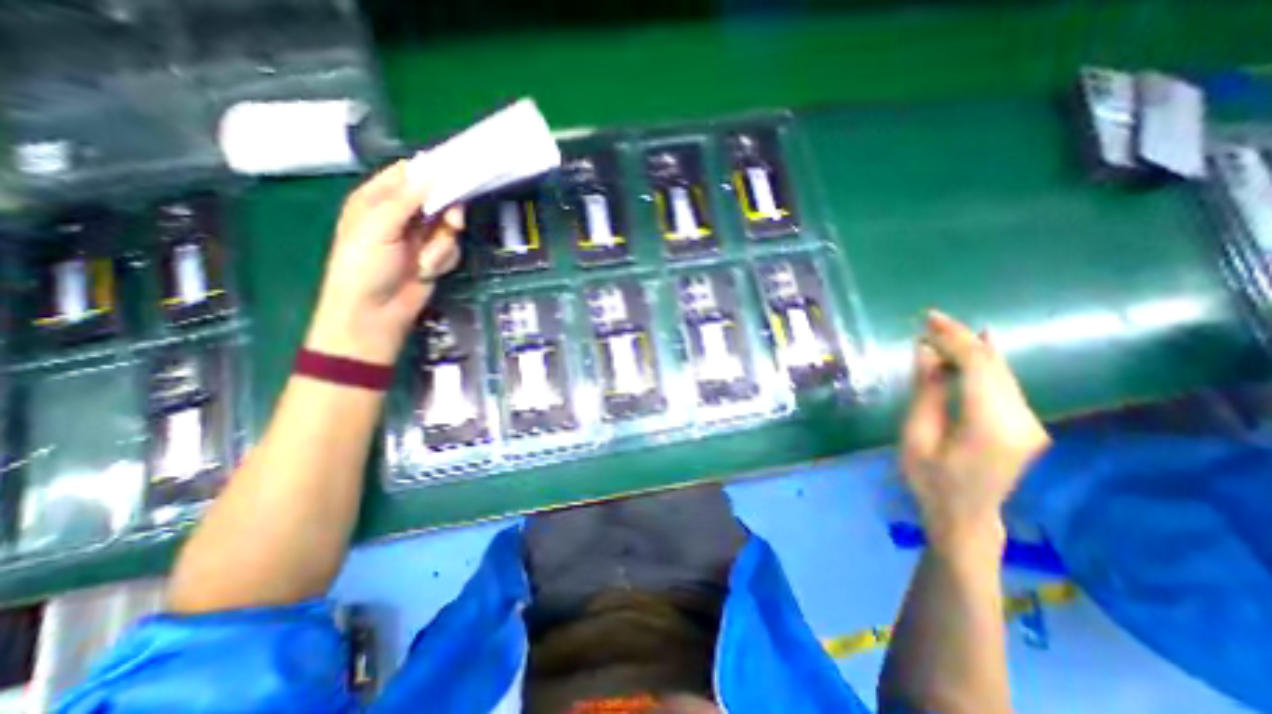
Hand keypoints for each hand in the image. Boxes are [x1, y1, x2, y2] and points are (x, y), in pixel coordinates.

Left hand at [305, 158, 465, 362]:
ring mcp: (420, 237)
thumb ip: (406, 199)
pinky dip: (443, 260)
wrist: (377, 312)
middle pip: (438, 200)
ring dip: (442, 246)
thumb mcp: (378, 226)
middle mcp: (402, 214)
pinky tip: (426, 271)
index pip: (410, 174)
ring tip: (425, 262)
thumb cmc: (365, 266)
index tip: (459, 172)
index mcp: (378, 198)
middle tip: (453, 223)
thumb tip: (431, 172)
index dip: (433, 172)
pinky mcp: (435, 256)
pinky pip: (452, 249)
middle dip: (446, 214)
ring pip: (449, 227)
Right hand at [899, 309, 1048, 548]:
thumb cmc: (929, 479)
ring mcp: (1030, 423)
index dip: (955, 339)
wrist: (964, 517)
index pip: (979, 367)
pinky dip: (985, 363)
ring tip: (942, 330)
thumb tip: (924, 351)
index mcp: (991, 426)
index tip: (928, 320)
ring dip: (972, 349)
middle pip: (995, 366)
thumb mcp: (916, 435)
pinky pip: (1005, 384)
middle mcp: (1023, 420)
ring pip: (1002, 372)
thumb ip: (926, 391)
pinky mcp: (1027, 424)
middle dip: (963, 338)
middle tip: (930, 320)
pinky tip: (980, 345)